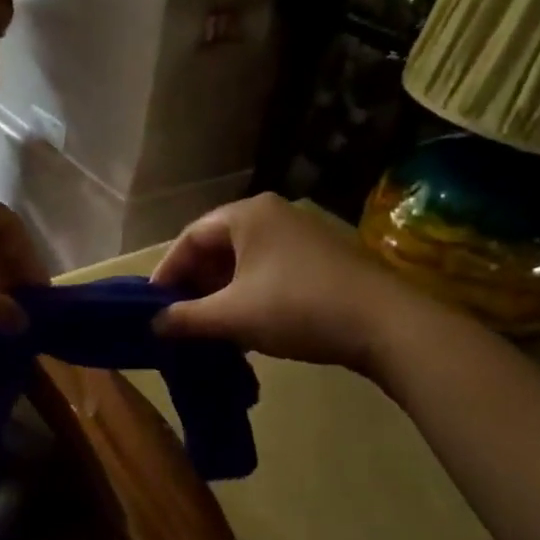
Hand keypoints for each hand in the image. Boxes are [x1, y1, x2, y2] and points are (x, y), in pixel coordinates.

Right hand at [152, 194, 411, 366]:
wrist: (385, 324)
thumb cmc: (297, 308)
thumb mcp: (233, 316)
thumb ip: (186, 318)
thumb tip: (154, 325)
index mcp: (247, 215)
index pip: (190, 237)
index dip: (167, 271)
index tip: (154, 304)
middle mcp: (273, 214)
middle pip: (217, 246)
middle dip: (195, 282)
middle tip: (180, 316)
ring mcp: (301, 233)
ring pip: (244, 260)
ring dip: (222, 291)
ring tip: (210, 324)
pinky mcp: (321, 257)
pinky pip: (269, 268)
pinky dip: (249, 292)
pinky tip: (247, 323)